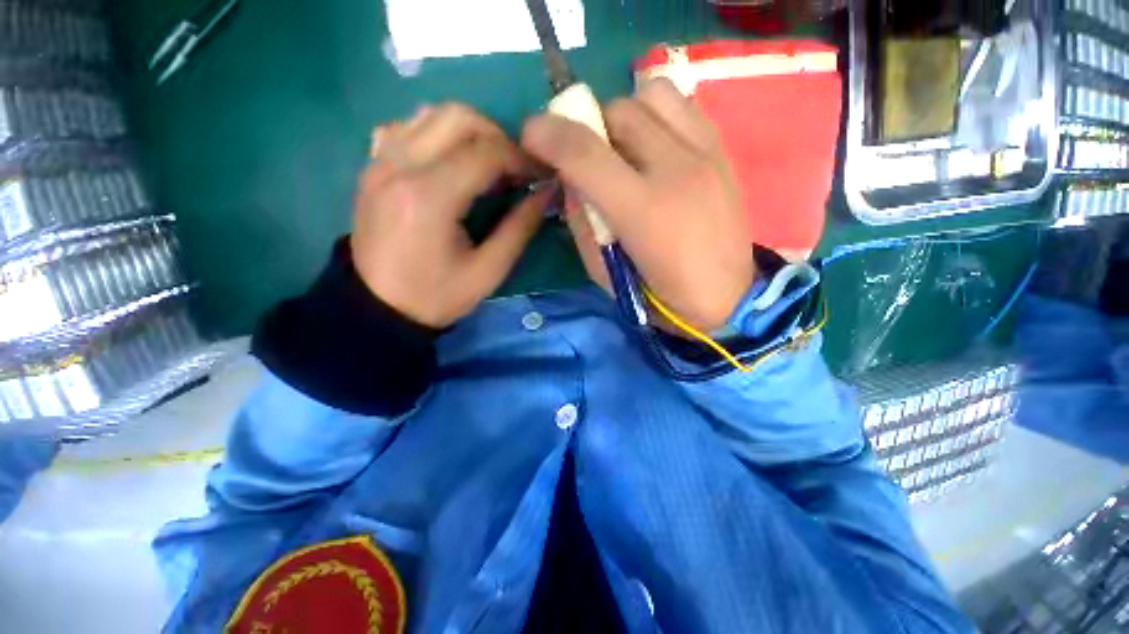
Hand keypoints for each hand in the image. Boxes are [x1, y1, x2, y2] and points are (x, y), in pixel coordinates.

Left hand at [352, 104, 549, 327]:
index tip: (541, 174)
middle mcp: (400, 166)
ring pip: (431, 114)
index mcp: (430, 198)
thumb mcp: (488, 271)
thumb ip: (520, 228)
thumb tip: (546, 192)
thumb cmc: (436, 296)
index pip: (486, 152)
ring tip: (486, 165)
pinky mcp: (372, 166)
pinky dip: (437, 133)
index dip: (522, 158)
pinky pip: (407, 127)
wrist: (378, 307)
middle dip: (498, 136)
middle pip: (458, 117)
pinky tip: (449, 162)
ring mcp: (380, 161)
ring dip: (469, 131)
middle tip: (514, 168)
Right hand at [522, 79, 754, 332]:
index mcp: (642, 211)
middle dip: (587, 129)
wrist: (726, 298)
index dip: (548, 134)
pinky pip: (682, 104)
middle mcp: (676, 170)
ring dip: (623, 114)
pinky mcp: (722, 151)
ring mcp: (705, 154)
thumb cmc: (659, 295)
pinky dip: (656, 113)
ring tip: (622, 146)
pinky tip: (653, 144)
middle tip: (586, 157)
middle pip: (617, 112)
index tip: (531, 135)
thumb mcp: (604, 272)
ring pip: (651, 95)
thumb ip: (581, 222)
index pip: (584, 152)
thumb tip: (569, 180)